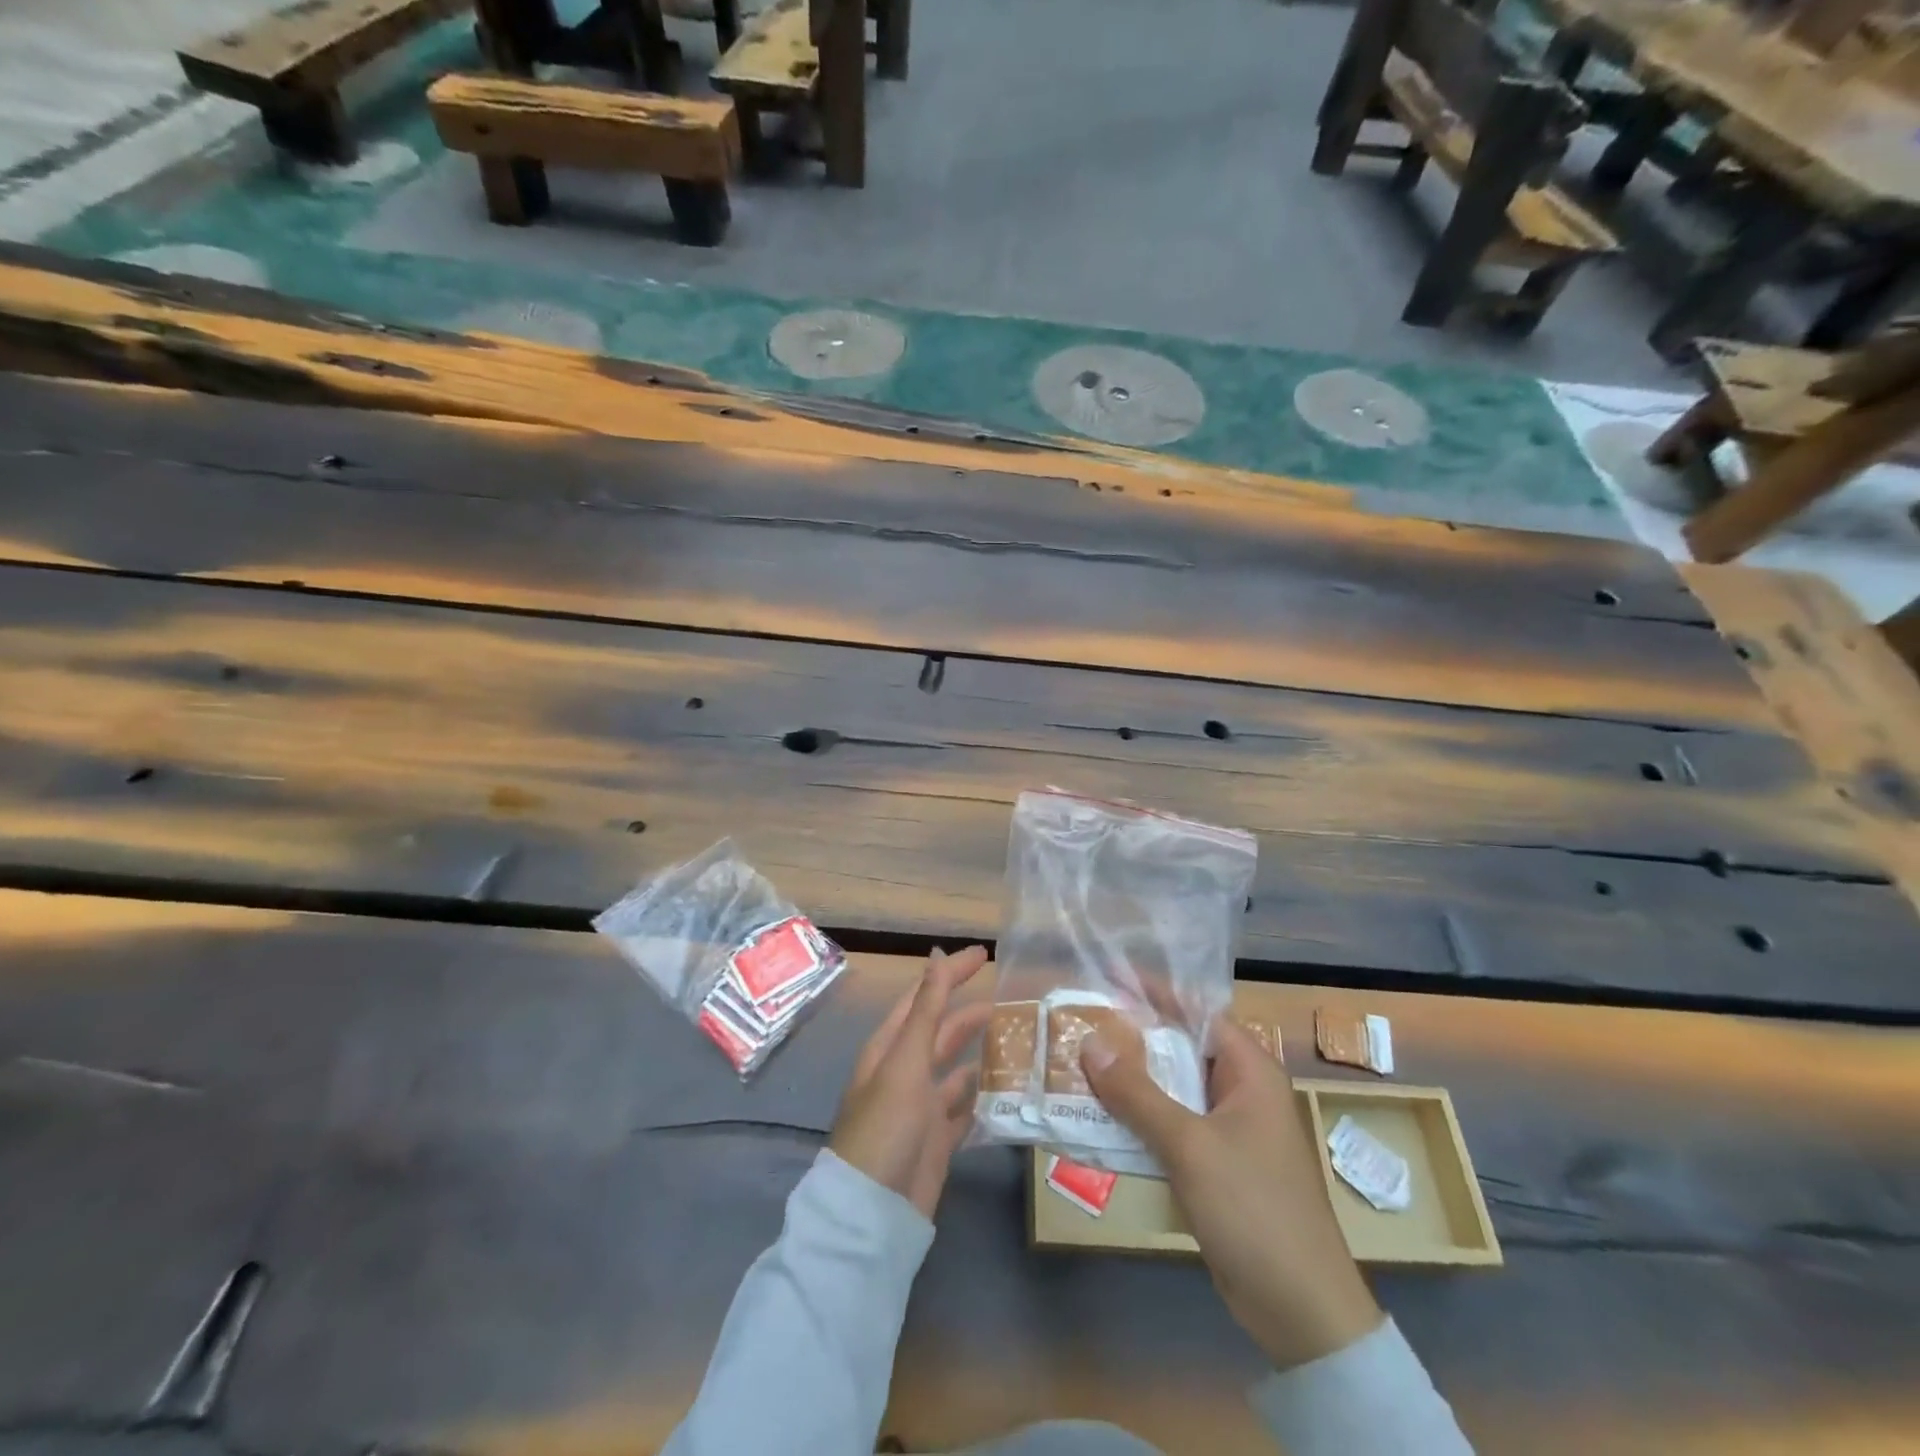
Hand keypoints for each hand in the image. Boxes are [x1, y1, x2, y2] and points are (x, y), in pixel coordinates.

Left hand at [830, 946, 992, 1219]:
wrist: (873, 1213)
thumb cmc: (885, 1126)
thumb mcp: (905, 1061)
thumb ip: (926, 1010)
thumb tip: (937, 955)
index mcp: (890, 1048)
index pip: (924, 998)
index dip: (950, 973)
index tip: (985, 954)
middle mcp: (904, 1072)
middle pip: (941, 1031)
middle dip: (970, 1012)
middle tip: (1010, 997)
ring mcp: (920, 1108)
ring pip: (955, 1069)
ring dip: (979, 1052)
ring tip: (1016, 1038)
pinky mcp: (937, 1141)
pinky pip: (964, 1109)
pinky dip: (982, 1096)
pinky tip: (1006, 1089)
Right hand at [1082, 1017, 1381, 1369]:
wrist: (1302, 1312)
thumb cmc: (1254, 1209)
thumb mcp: (1190, 1145)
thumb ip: (1137, 1093)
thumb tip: (1090, 1043)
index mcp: (1250, 1071)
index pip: (1197, 1012)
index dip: (1154, 993)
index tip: (1108, 978)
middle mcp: (1242, 1091)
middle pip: (1182, 1049)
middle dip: (1134, 1038)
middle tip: (1082, 1023)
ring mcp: (1231, 1131)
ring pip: (1174, 1090)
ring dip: (1133, 1082)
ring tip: (1081, 1065)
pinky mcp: (1219, 1166)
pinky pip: (1174, 1126)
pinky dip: (1142, 1119)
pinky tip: (1104, 1119)